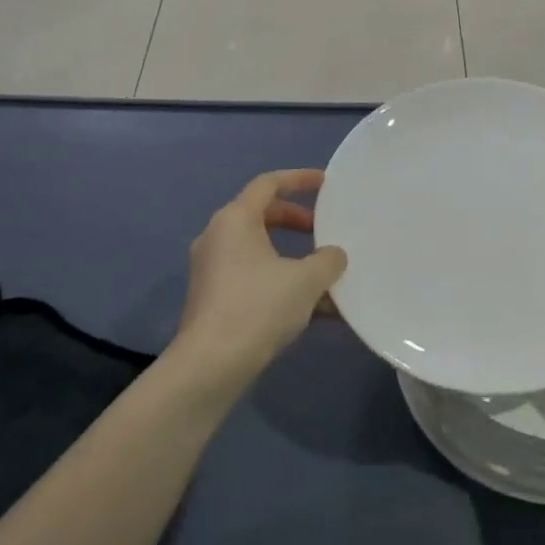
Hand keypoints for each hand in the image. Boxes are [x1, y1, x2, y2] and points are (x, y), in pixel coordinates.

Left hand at [173, 169, 347, 388]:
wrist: (210, 366)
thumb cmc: (257, 307)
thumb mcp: (306, 280)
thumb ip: (327, 260)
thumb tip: (334, 255)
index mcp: (235, 220)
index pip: (268, 184)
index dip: (298, 179)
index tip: (325, 183)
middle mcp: (217, 237)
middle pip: (262, 216)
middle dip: (297, 221)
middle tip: (323, 232)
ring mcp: (212, 270)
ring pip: (259, 251)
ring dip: (292, 258)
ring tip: (324, 275)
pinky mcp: (213, 299)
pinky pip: (253, 277)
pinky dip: (280, 282)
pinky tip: (312, 309)